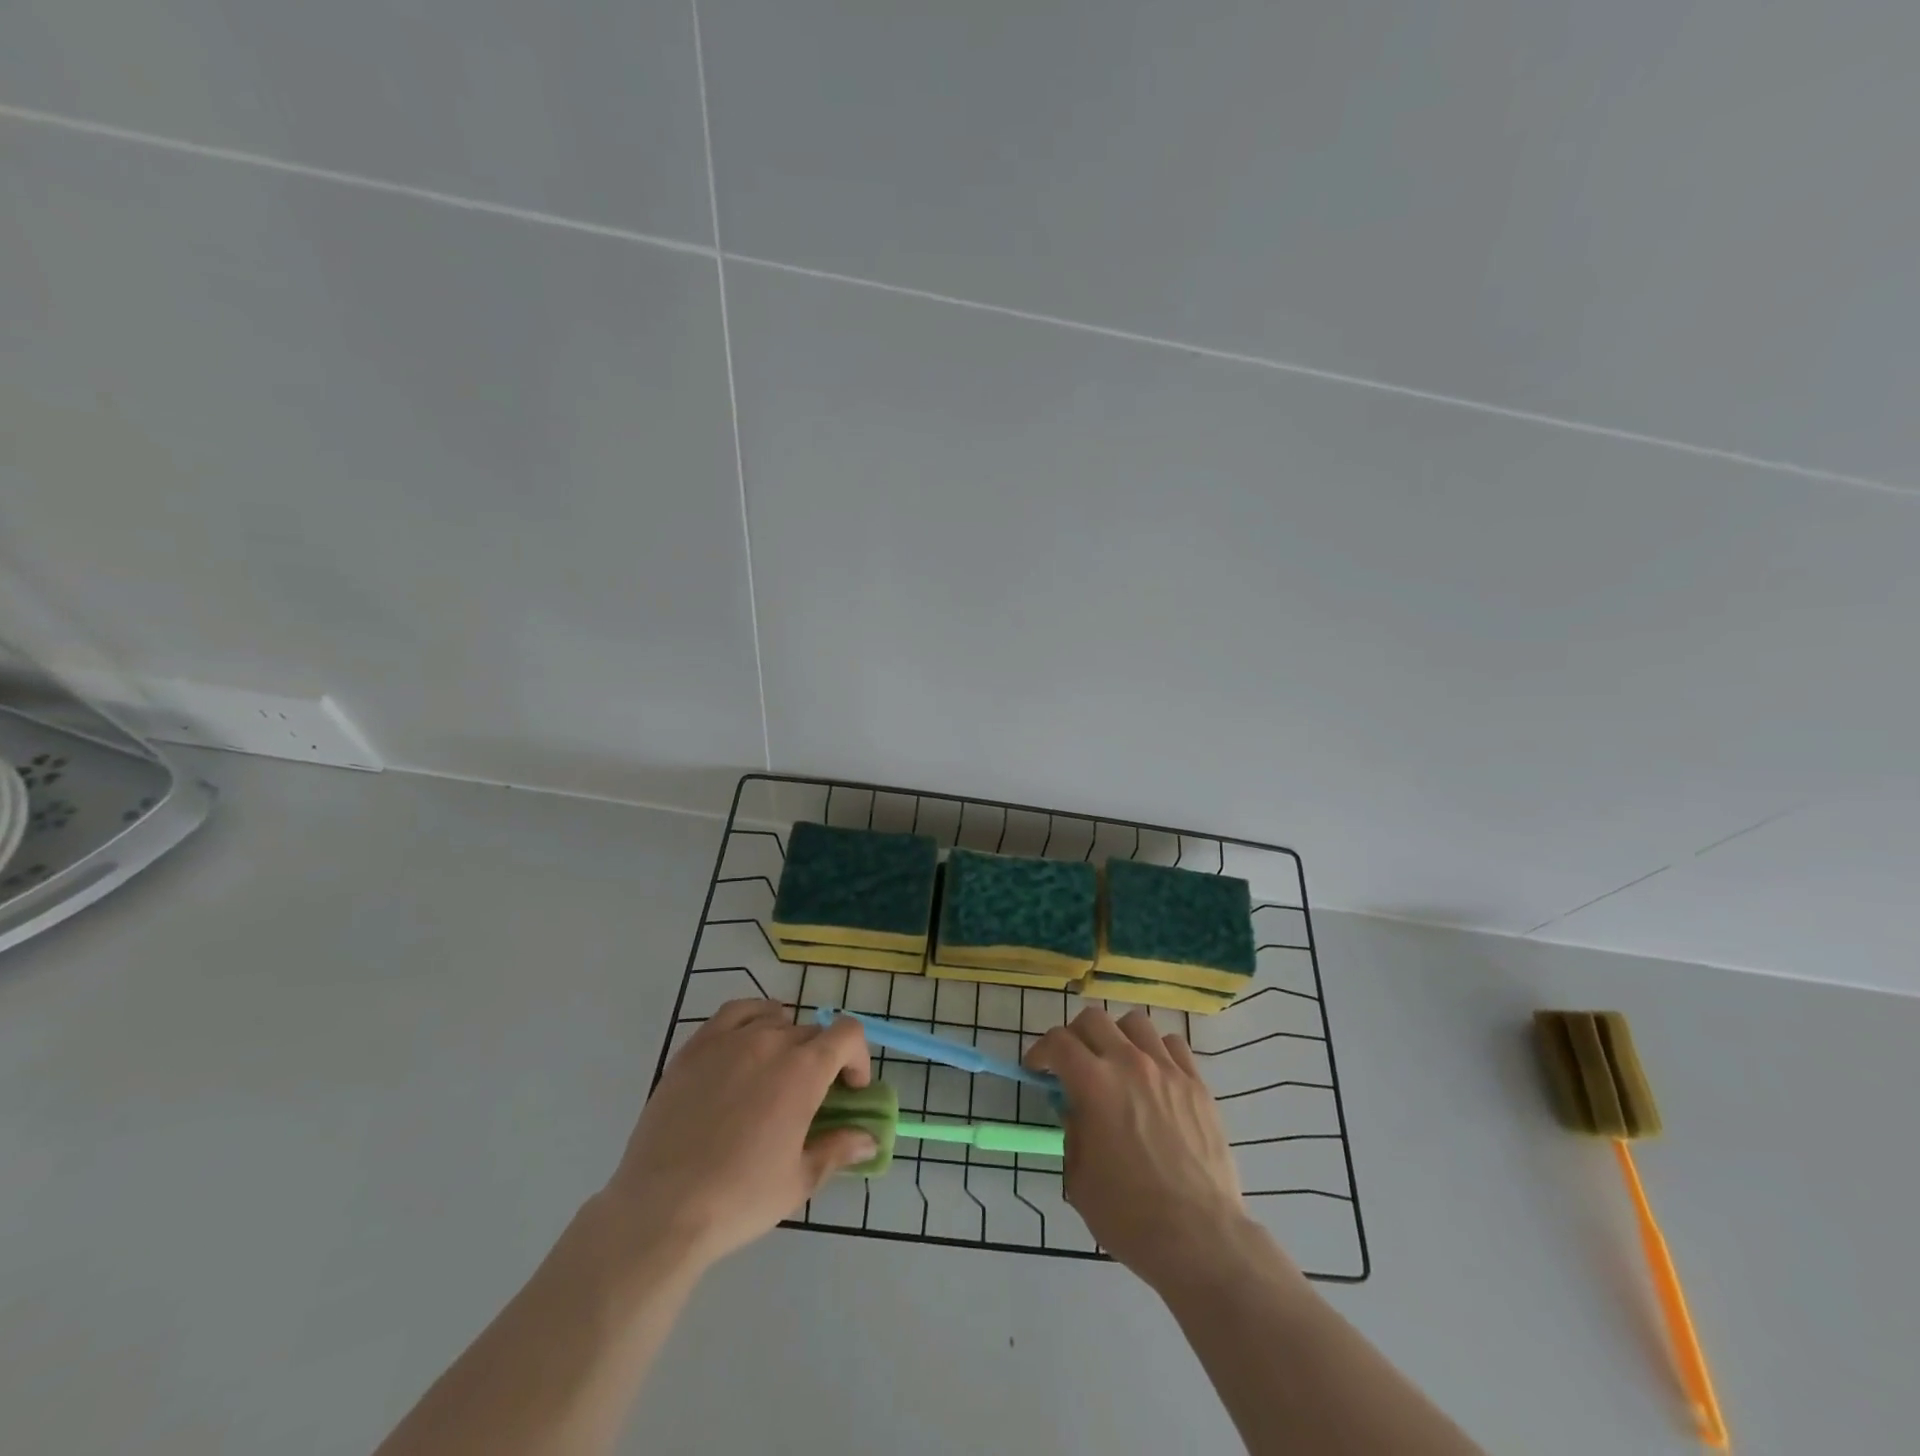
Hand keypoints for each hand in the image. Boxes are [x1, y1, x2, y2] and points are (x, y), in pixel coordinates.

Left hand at [603, 1000, 874, 1267]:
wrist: (661, 1210)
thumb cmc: (739, 1198)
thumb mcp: (799, 1180)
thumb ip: (838, 1149)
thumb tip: (870, 1139)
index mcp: (804, 1071)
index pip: (847, 1033)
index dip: (857, 1057)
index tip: (850, 1090)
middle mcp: (771, 1042)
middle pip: (811, 1032)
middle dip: (822, 1059)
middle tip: (810, 1098)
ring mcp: (729, 1040)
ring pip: (775, 1020)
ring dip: (788, 1040)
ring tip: (775, 1073)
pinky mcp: (695, 1047)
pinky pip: (734, 1012)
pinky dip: (752, 1018)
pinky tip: (747, 1042)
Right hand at [1026, 1006, 1256, 1289]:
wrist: (1199, 1238)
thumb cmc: (1129, 1215)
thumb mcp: (1079, 1178)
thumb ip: (1073, 1131)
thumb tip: (1076, 1109)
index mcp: (1094, 1084)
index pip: (1058, 1042)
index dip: (1041, 1051)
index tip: (1038, 1070)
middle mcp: (1129, 1063)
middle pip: (1094, 1019)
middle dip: (1075, 1036)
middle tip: (1074, 1064)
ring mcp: (1167, 1069)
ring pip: (1135, 1022)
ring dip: (1117, 1037)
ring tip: (1117, 1064)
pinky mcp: (1197, 1084)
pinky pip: (1173, 1045)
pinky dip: (1156, 1051)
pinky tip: (1154, 1076)